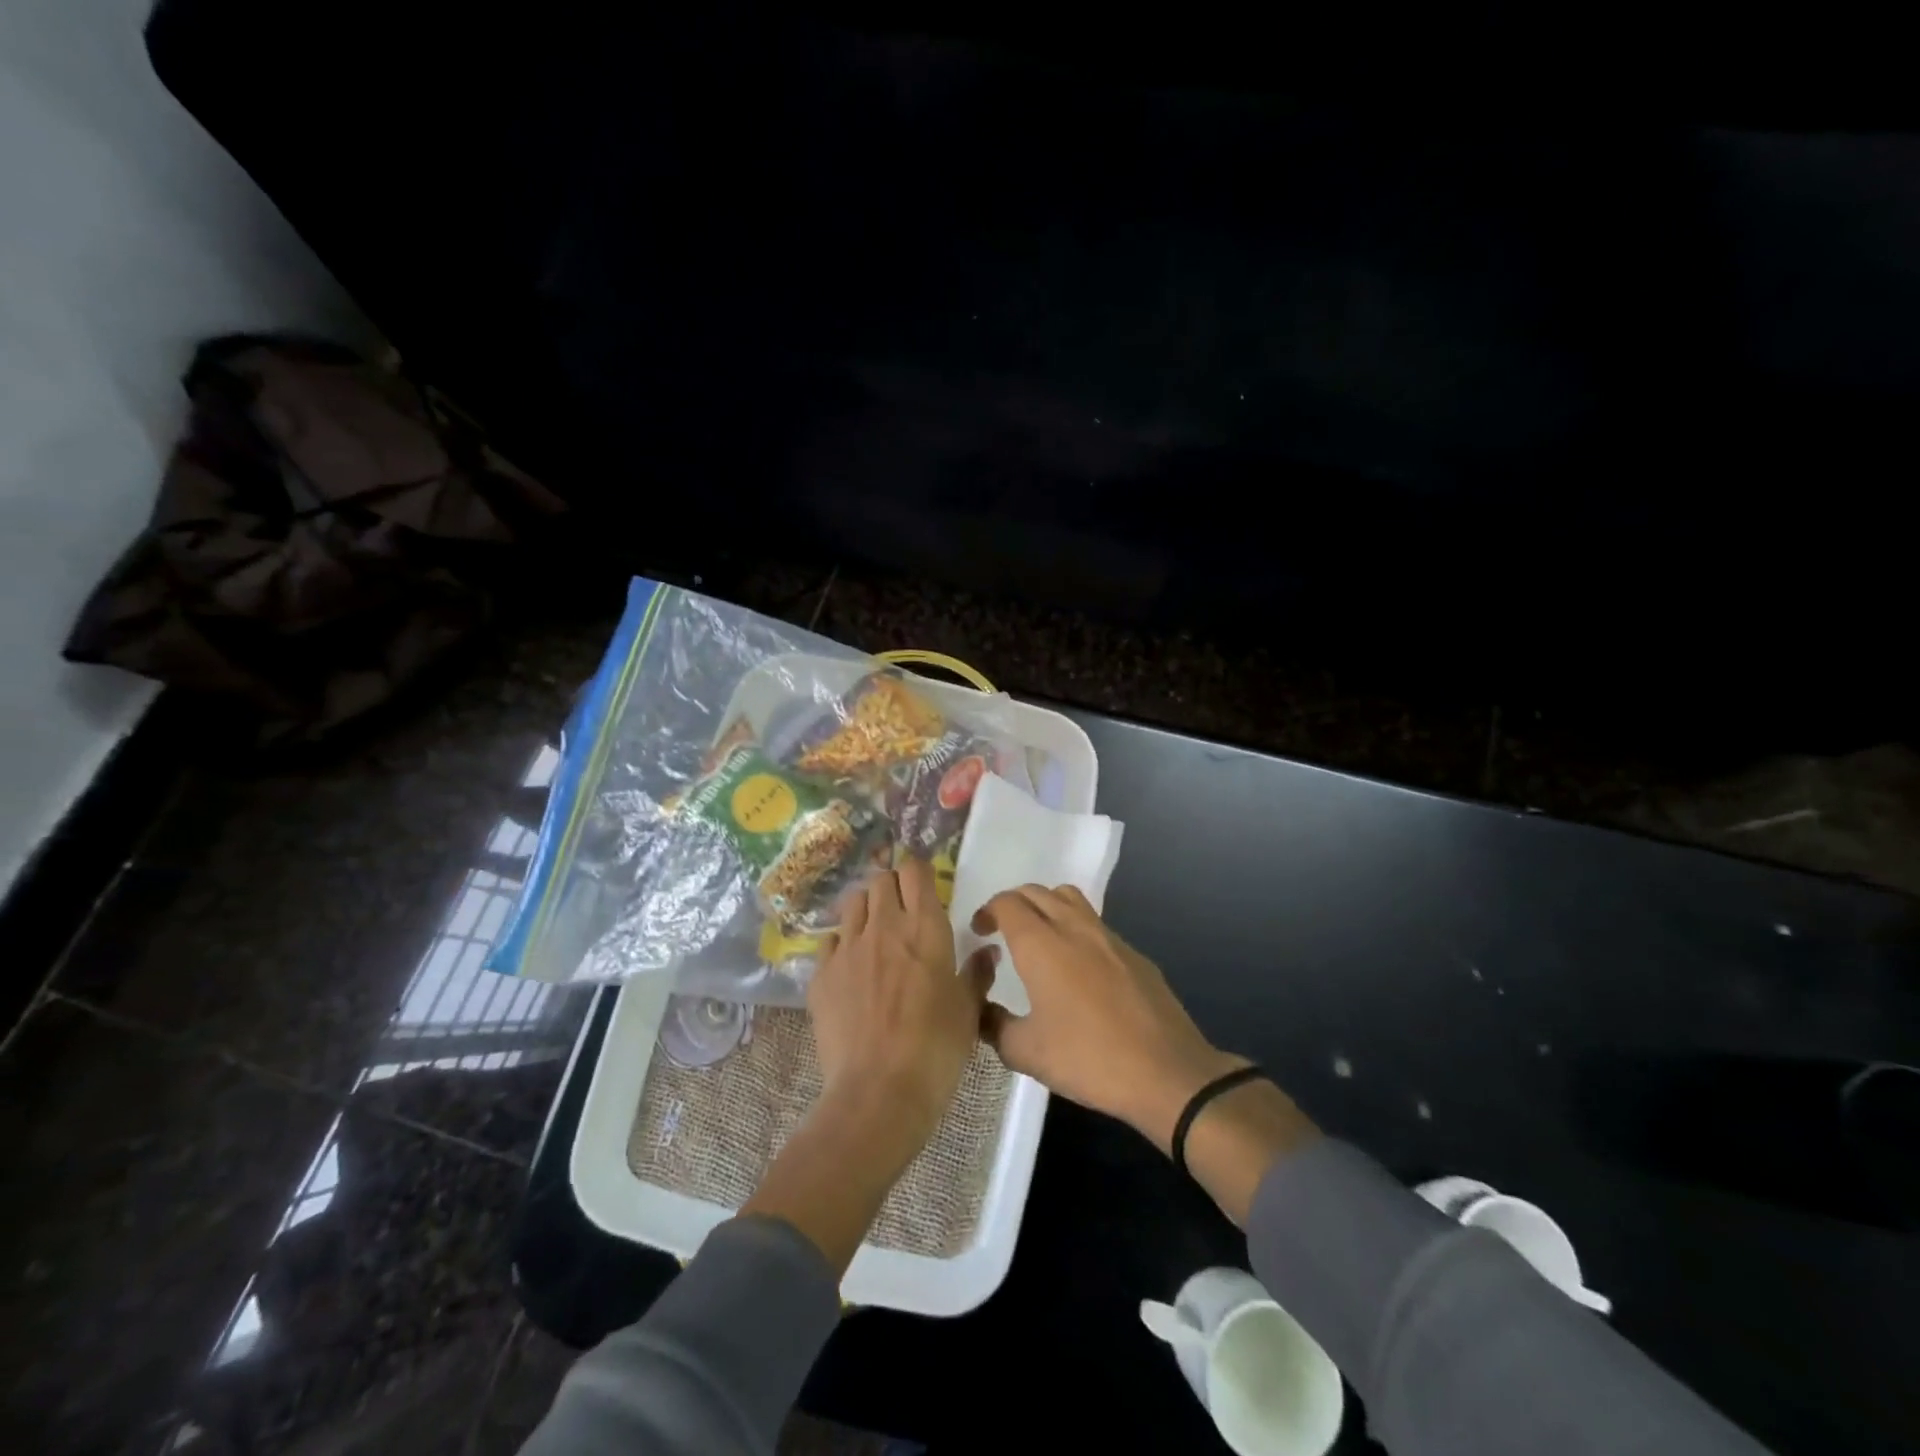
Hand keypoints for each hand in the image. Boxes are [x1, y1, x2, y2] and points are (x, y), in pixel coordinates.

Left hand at [807, 857, 992, 1157]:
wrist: (878, 1092)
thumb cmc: (936, 1049)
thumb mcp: (969, 1011)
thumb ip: (977, 973)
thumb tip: (987, 951)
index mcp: (925, 928)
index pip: (915, 871)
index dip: (919, 872)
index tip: (925, 887)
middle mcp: (884, 925)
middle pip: (881, 879)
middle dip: (892, 887)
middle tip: (903, 911)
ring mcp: (847, 947)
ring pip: (853, 902)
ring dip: (866, 909)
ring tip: (876, 934)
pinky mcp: (821, 973)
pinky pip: (830, 940)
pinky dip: (842, 943)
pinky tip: (851, 967)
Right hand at [974, 885, 1245, 1151]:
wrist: (1167, 1072)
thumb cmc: (1088, 1059)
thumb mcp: (1026, 1053)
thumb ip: (993, 1025)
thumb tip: (981, 1009)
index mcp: (1041, 944)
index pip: (1007, 903)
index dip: (988, 911)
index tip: (979, 932)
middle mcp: (1074, 928)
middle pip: (1037, 892)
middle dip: (1013, 903)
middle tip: (1001, 931)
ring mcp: (1109, 937)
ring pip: (1070, 899)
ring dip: (1046, 906)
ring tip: (1039, 938)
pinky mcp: (1134, 953)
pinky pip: (1096, 924)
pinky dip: (1076, 929)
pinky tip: (1078, 968)